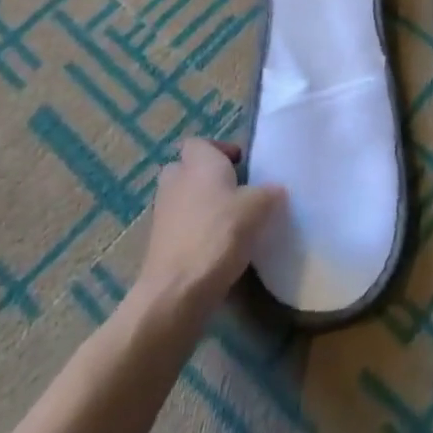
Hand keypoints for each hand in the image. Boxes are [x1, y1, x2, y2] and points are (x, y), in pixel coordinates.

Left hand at [134, 138, 284, 315]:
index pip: (200, 142)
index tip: (242, 166)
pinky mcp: (158, 243)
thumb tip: (274, 190)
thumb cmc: (219, 234)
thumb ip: (269, 192)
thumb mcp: (259, 207)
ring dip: (202, 206)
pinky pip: (180, 226)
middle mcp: (176, 181)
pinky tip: (218, 248)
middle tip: (236, 191)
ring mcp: (162, 213)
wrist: (177, 290)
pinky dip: (195, 231)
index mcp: (199, 163)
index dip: (221, 150)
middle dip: (208, 177)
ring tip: (231, 222)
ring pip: (184, 198)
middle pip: (188, 169)